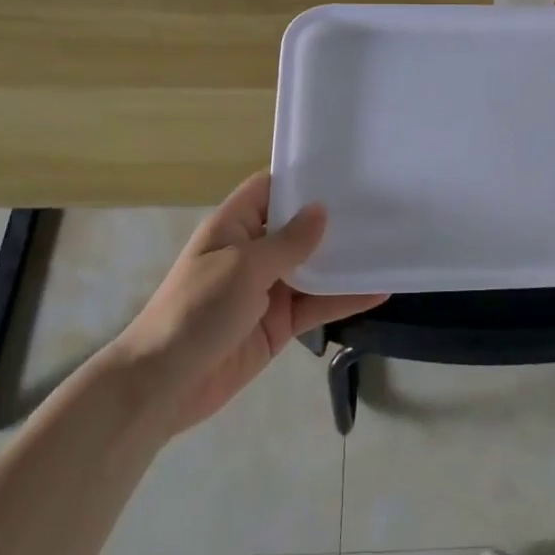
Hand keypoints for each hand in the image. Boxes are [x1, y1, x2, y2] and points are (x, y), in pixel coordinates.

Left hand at [119, 172, 385, 433]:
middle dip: (333, 219)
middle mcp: (253, 252)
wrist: (165, 384)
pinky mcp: (280, 324)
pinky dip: (346, 299)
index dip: (301, 178)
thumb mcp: (243, 267)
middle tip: (383, 203)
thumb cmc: (197, 310)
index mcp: (233, 226)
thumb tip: (321, 211)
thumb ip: (287, 242)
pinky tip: (380, 290)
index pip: (269, 190)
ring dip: (345, 260)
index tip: (344, 170)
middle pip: (297, 227)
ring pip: (314, 268)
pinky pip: (318, 305)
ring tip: (389, 244)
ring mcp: (268, 289)